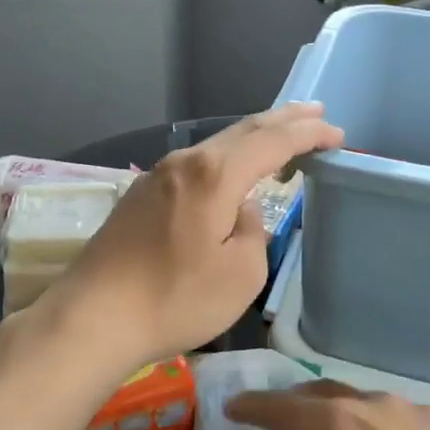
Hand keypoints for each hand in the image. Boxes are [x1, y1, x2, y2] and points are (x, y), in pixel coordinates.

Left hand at [47, 104, 342, 369]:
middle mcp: (184, 163)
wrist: (93, 317)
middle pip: (242, 131)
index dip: (308, 134)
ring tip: (279, 134)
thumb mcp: (241, 275)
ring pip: (215, 146)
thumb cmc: (175, 299)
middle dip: (282, 120)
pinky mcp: (139, 197)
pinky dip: (224, 159)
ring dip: (251, 138)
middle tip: (314, 112)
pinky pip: (194, 165)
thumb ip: (252, 232)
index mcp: (214, 175)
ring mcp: (156, 177)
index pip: (272, 141)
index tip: (336, 134)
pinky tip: (229, 170)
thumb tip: (239, 212)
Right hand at [230, 382, 429, 429]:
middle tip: (273, 420)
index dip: (253, 407)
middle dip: (292, 404)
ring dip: (336, 415)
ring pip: (363, 404)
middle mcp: (377, 408)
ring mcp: (420, 416)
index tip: (231, 406)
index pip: (282, 408)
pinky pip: (397, 419)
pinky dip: (373, 428)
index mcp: (340, 428)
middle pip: (323, 395)